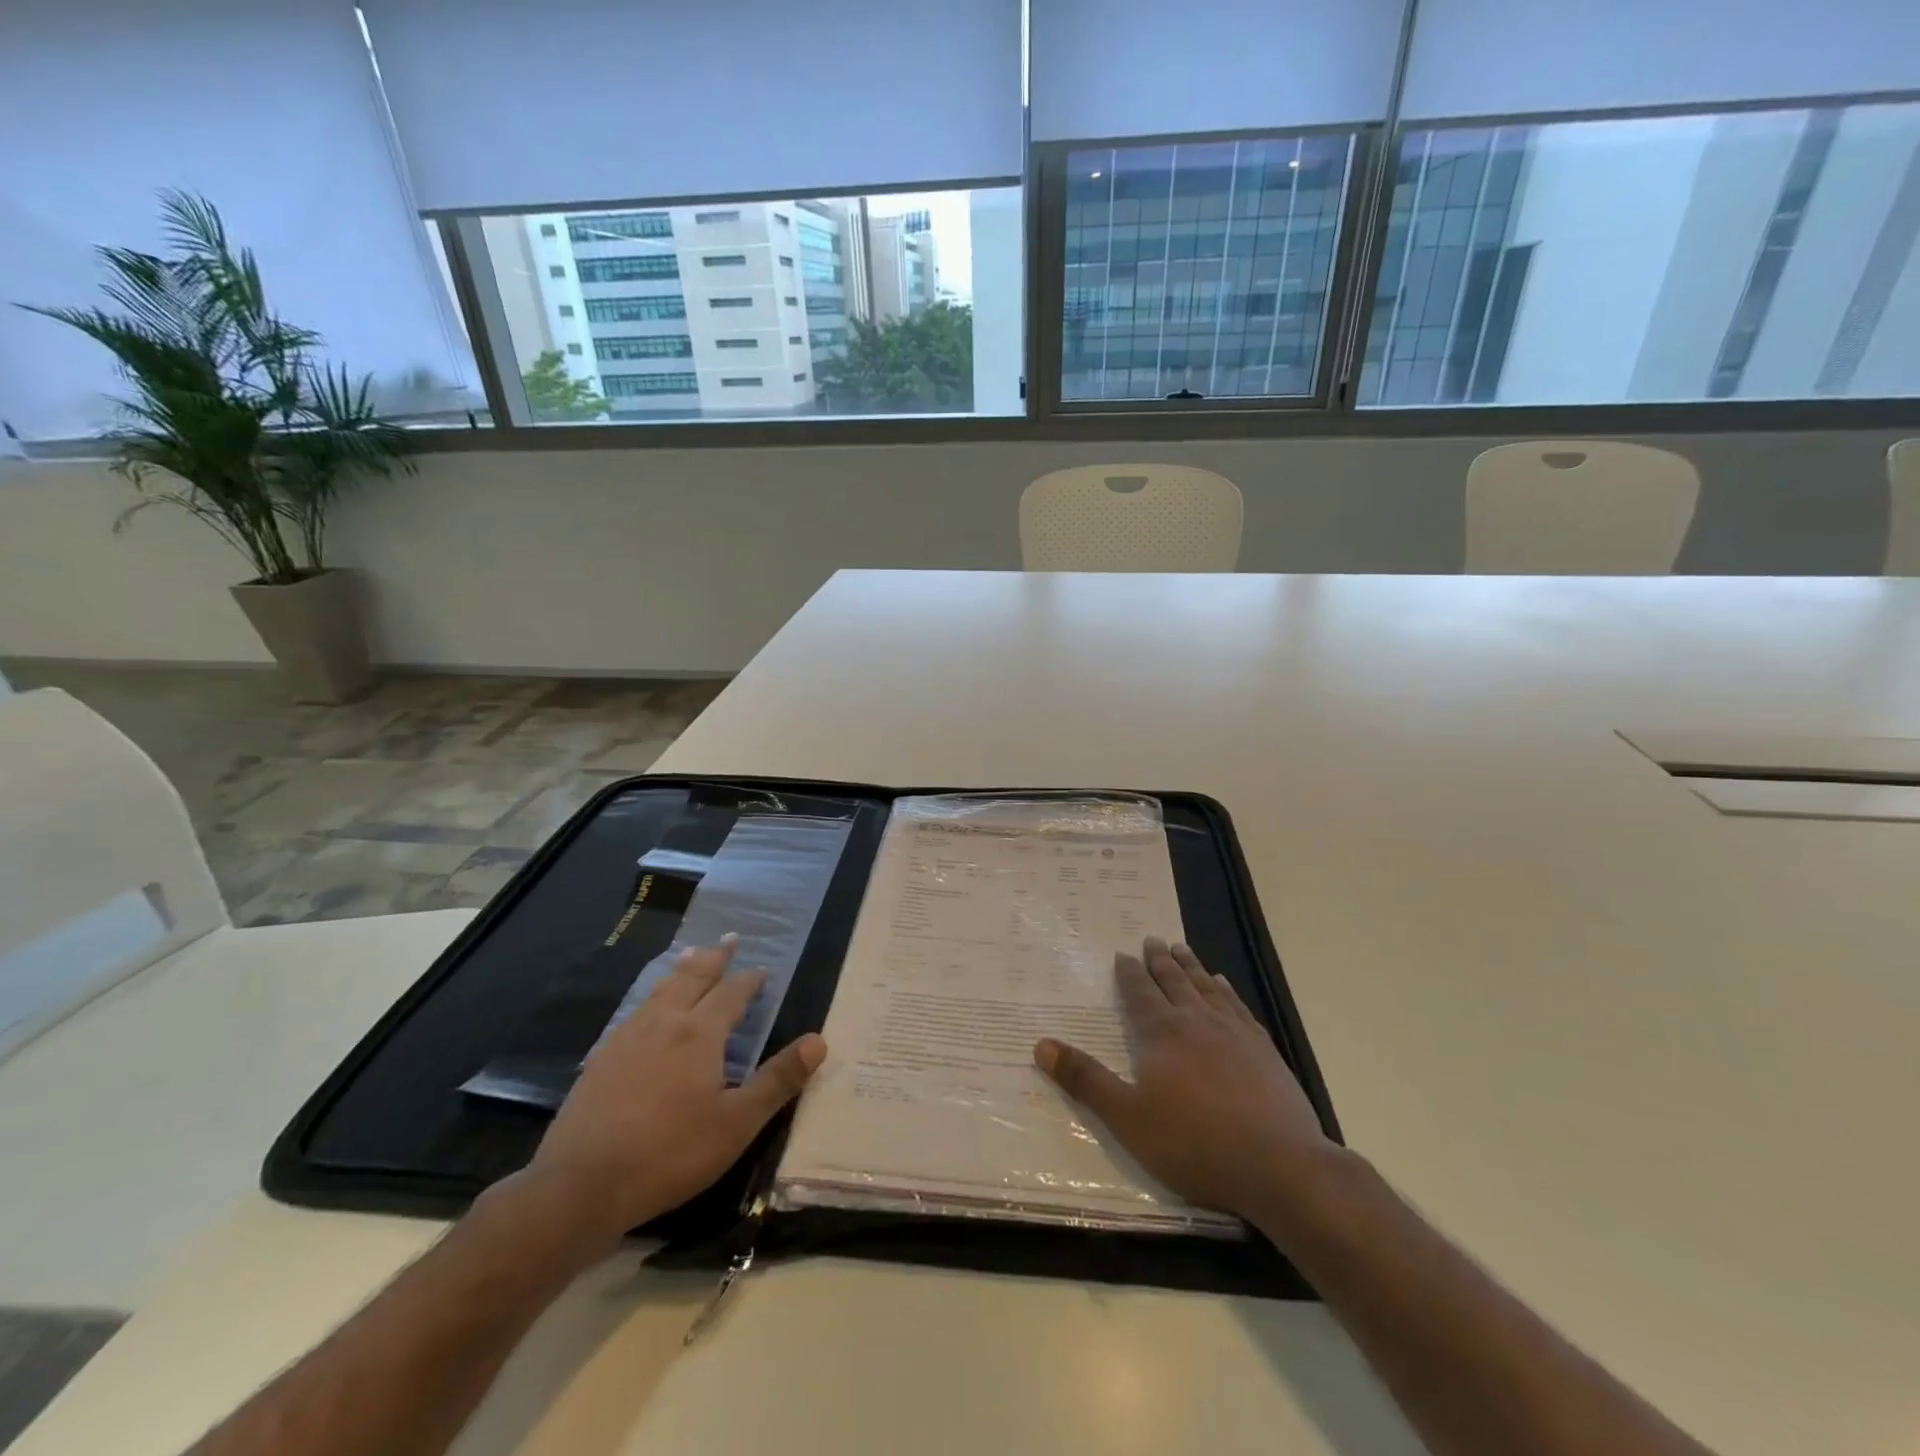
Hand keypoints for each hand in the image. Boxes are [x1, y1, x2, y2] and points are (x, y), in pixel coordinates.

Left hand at [523, 937, 826, 1246]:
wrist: (580, 1186)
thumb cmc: (669, 1154)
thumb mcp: (736, 1124)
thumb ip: (777, 1081)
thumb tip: (818, 1041)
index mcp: (700, 1033)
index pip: (732, 993)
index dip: (749, 980)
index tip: (762, 969)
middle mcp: (664, 1023)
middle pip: (694, 977)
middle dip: (715, 957)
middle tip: (729, 938)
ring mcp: (627, 1038)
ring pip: (661, 990)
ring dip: (682, 970)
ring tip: (691, 956)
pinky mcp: (601, 1059)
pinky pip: (636, 1011)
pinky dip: (653, 996)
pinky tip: (648, 1009)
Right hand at [1034, 937, 1335, 1223]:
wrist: (1279, 1164)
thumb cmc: (1195, 1144)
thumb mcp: (1127, 1118)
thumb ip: (1086, 1080)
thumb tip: (1041, 1045)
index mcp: (1162, 1033)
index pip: (1140, 993)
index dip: (1129, 973)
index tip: (1123, 953)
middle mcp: (1197, 1021)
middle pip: (1174, 981)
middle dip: (1160, 960)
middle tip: (1153, 938)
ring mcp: (1235, 1032)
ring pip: (1206, 987)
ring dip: (1191, 966)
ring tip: (1182, 948)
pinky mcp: (1264, 1049)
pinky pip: (1238, 1006)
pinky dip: (1226, 990)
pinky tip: (1224, 985)